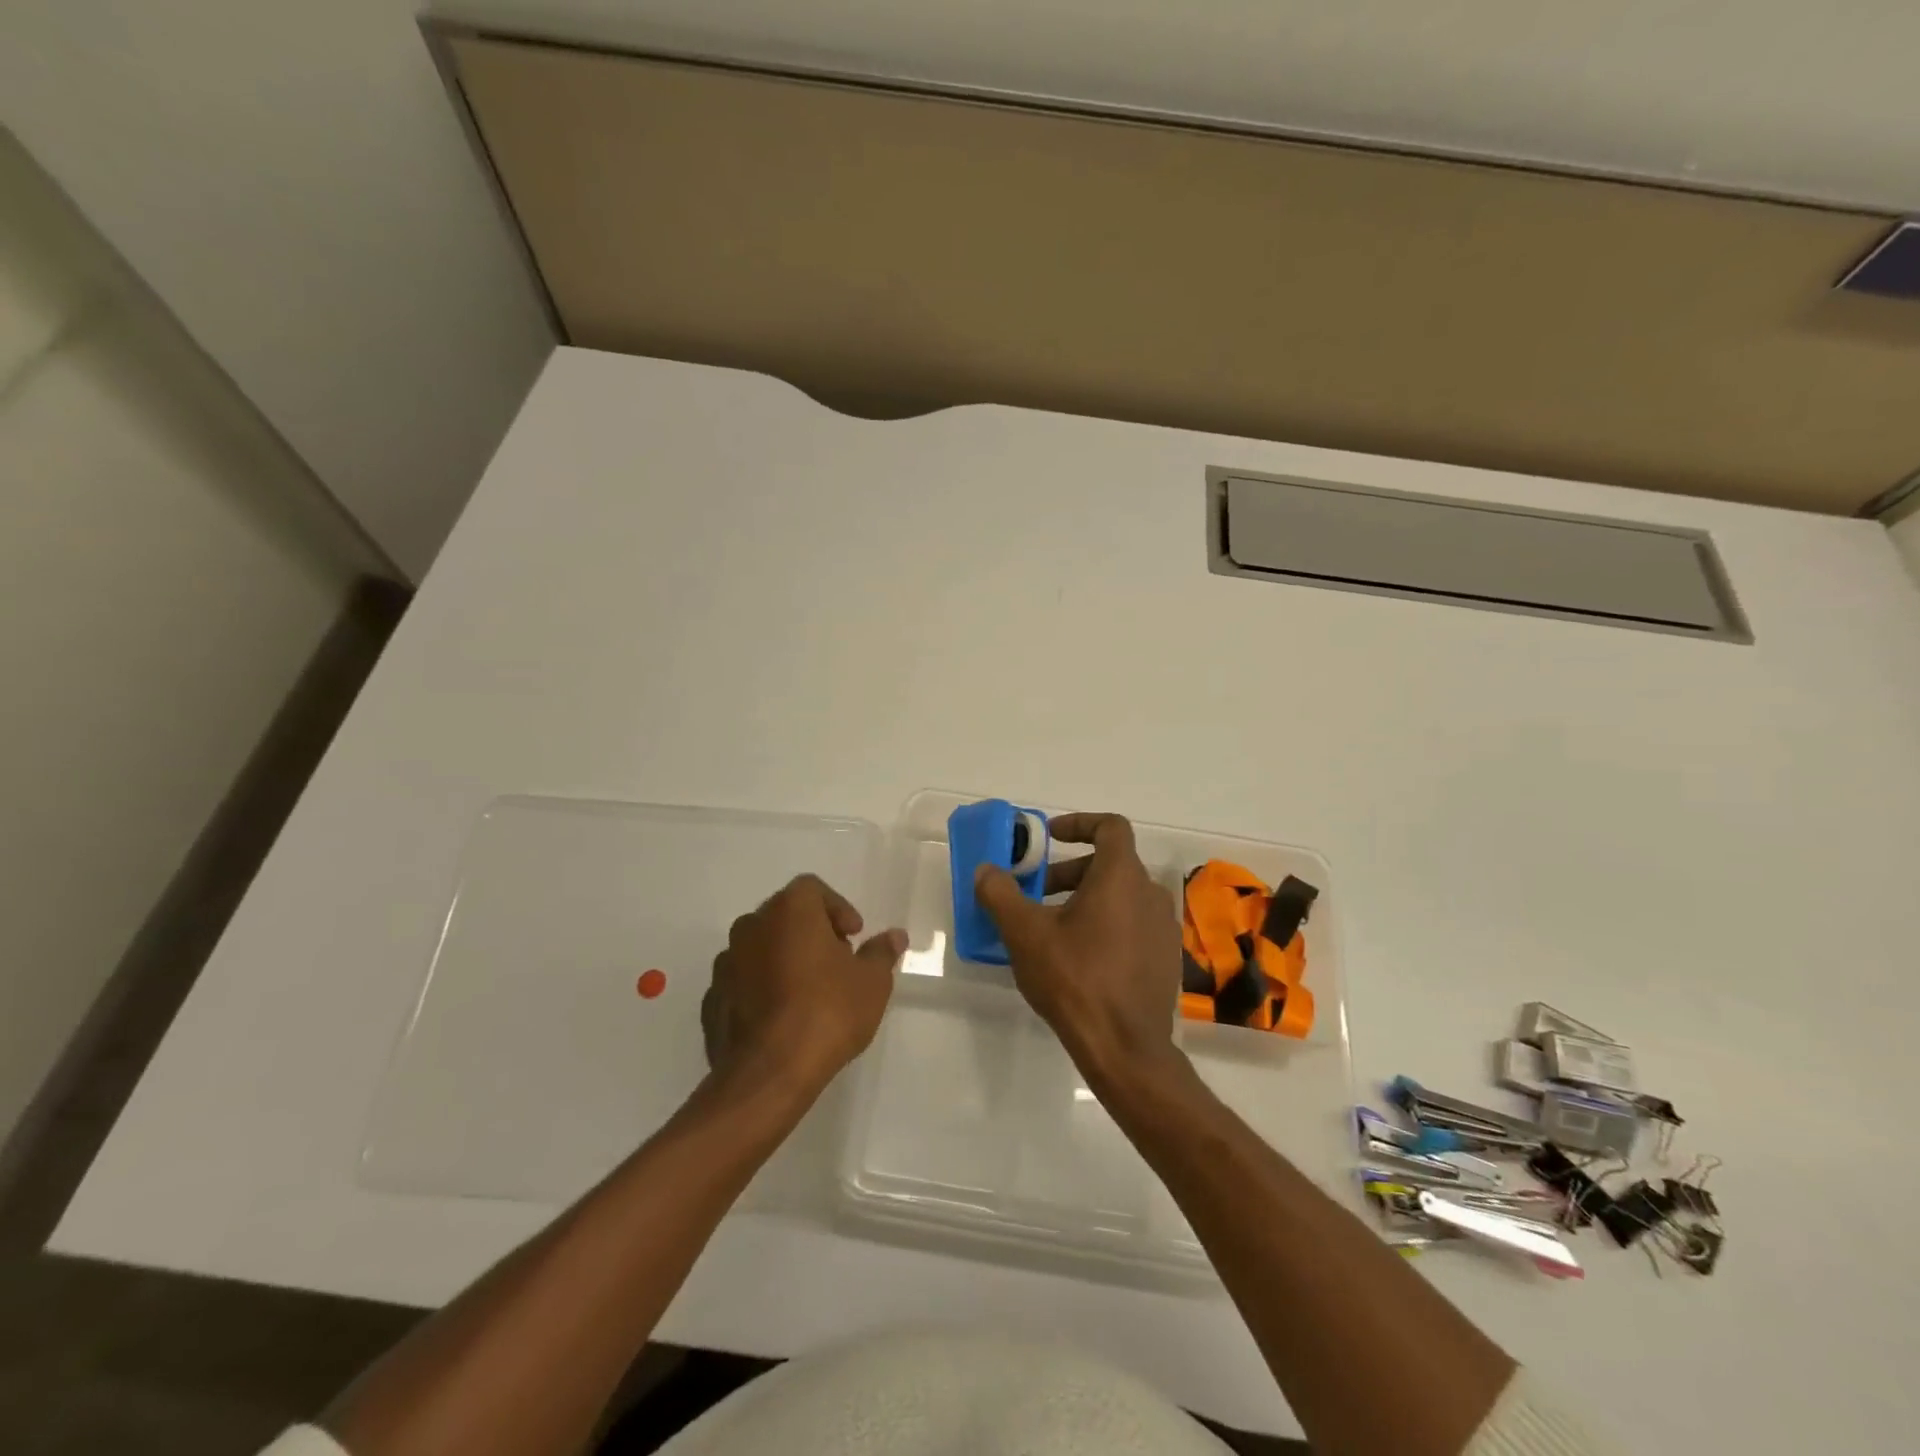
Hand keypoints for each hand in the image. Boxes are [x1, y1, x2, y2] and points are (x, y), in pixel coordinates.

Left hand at [701, 875, 904, 1101]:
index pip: (812, 889)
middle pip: (784, 916)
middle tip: (836, 962)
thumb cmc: (828, 1012)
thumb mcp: (871, 981)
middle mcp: (751, 926)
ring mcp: (726, 964)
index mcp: (789, 910)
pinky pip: (743, 982)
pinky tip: (781, 1018)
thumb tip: (895, 936)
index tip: (853, 936)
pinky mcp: (712, 1000)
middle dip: (810, 932)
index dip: (837, 908)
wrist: (770, 1073)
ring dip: (783, 959)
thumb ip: (881, 952)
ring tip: (808, 993)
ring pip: (760, 948)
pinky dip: (761, 989)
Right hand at [974, 812, 1183, 1087]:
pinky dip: (1106, 923)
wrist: (1125, 1048)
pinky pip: (1132, 924)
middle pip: (1110, 863)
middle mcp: (1150, 893)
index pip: (1111, 826)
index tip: (1050, 837)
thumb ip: (1001, 894)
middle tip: (1037, 893)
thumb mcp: (1025, 934)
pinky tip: (1079, 957)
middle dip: (1070, 871)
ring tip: (1051, 928)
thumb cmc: (1075, 979)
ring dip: (1086, 899)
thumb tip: (986, 870)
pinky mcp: (1165, 958)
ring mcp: (1163, 927)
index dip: (1079, 823)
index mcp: (1121, 877)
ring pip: (1121, 895)